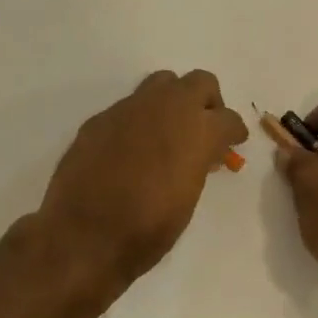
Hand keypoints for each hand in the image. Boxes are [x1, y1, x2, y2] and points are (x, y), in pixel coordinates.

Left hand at [39, 70, 249, 282]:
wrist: (84, 234)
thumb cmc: (147, 229)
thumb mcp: (188, 199)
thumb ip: (197, 166)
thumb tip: (199, 154)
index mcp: (197, 131)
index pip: (228, 119)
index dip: (233, 132)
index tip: (233, 143)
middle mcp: (166, 108)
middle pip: (199, 83)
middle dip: (207, 102)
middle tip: (203, 129)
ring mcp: (129, 109)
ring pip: (161, 83)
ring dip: (171, 102)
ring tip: (167, 133)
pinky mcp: (99, 119)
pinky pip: (128, 108)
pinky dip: (138, 121)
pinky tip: (130, 149)